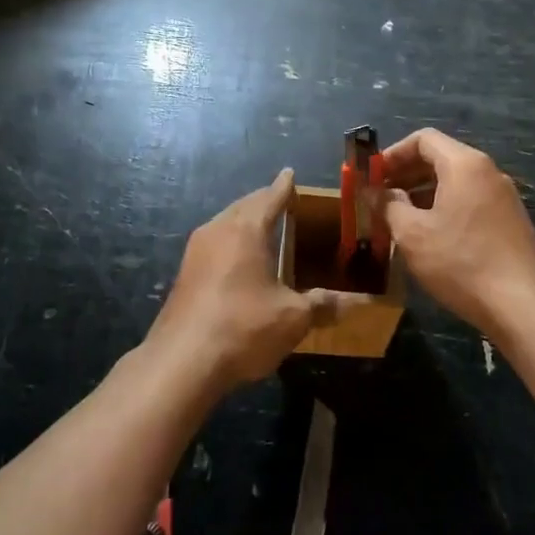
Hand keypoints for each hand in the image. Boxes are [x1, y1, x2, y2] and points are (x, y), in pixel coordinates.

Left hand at [151, 170, 355, 390]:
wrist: (181, 361)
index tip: (290, 174)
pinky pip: (214, 244)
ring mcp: (195, 252)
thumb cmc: (243, 328)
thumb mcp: (293, 318)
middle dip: (263, 201)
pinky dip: (231, 242)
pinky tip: (239, 260)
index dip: (283, 187)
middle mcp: (217, 231)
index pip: (269, 198)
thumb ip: (322, 305)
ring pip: (225, 224)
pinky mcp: (184, 275)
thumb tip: (353, 304)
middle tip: (282, 200)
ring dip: (244, 221)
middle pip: (243, 206)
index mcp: (246, 230)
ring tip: (263, 227)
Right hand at [382, 129, 534, 335]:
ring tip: (400, 218)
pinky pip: (471, 201)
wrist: (521, 305)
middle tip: (381, 197)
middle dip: (407, 173)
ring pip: (456, 182)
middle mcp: (488, 172)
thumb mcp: (412, 234)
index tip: (373, 176)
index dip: (393, 154)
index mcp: (465, 164)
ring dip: (424, 193)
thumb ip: (389, 205)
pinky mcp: (511, 221)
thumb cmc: (460, 262)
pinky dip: (446, 207)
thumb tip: (377, 192)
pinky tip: (431, 236)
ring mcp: (504, 197)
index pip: (424, 139)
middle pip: (441, 158)